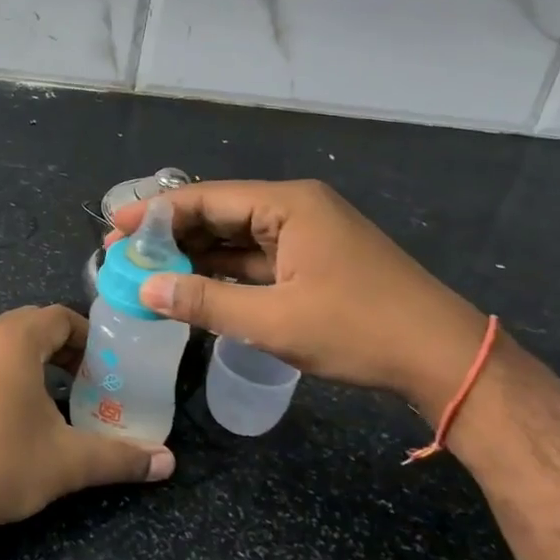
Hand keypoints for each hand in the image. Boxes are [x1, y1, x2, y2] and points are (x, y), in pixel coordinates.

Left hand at [0, 305, 174, 539]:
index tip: (103, 364)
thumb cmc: (2, 463)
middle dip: (60, 349)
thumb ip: (119, 457)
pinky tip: (4, 418)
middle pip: (28, 326)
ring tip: (49, 400)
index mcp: (13, 339)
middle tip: (84, 381)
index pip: (59, 316)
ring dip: (28, 363)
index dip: (86, 336)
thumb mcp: (67, 461)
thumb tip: (167, 462)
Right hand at [113, 180, 487, 418]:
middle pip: (218, 214)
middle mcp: (295, 209)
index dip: (155, 212)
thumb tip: (146, 291)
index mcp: (288, 204)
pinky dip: (223, 273)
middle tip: (123, 255)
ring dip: (194, 256)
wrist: (446, 361)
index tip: (114, 228)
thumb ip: (204, 302)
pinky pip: (256, 260)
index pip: (206, 198)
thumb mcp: (274, 320)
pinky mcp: (314, 263)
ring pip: (236, 239)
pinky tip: (192, 287)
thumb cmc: (360, 329)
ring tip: (148, 272)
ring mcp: (307, 236)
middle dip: (170, 234)